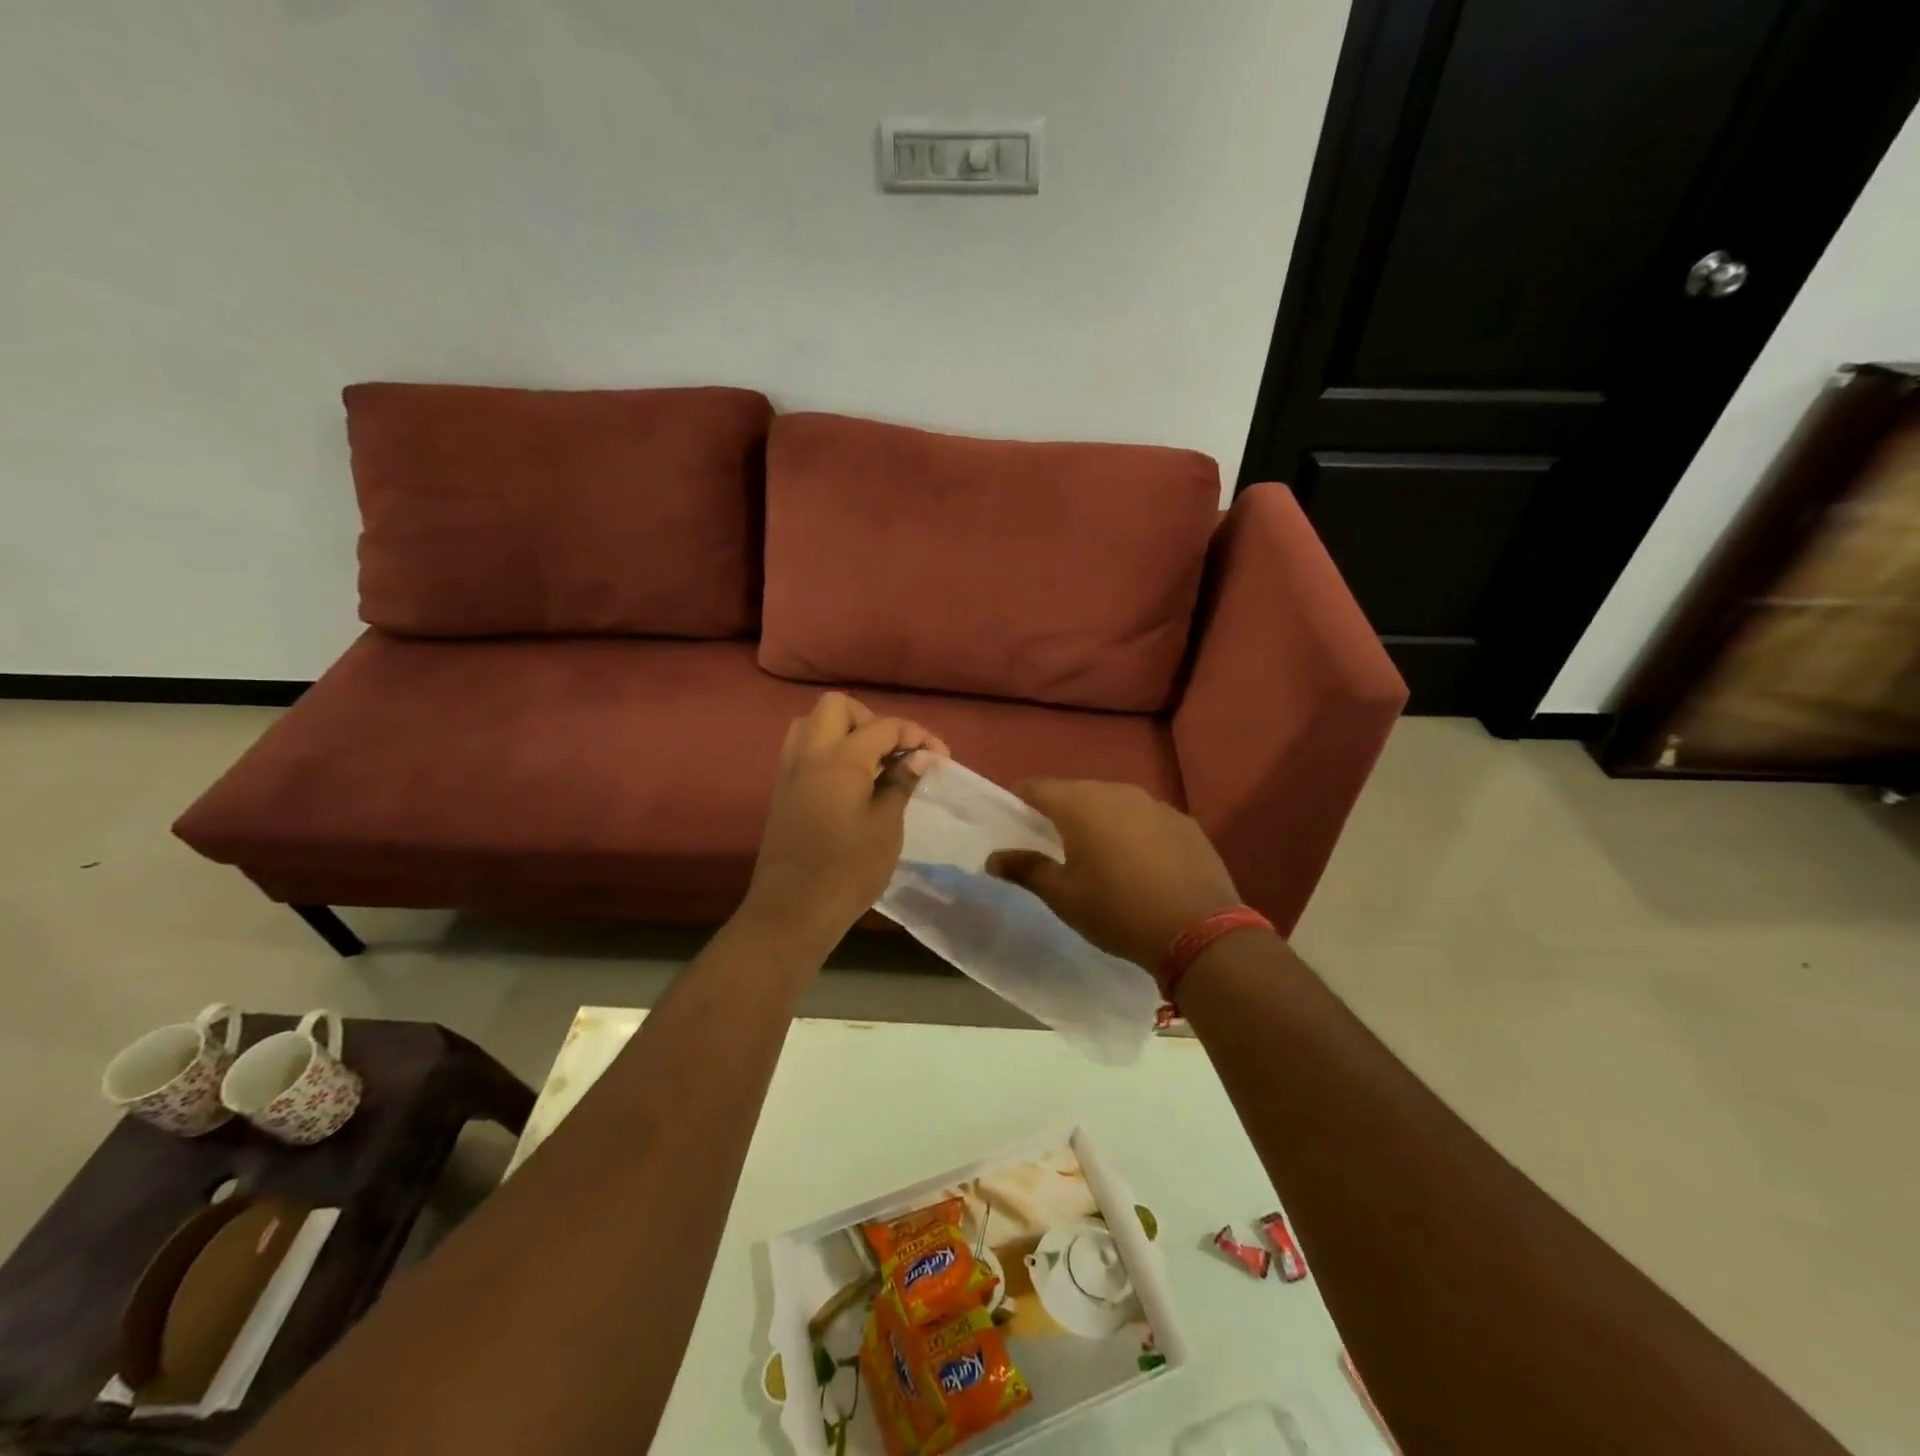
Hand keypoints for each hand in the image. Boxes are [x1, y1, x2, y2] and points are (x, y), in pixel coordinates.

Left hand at [742, 692, 948, 945]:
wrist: (792, 911)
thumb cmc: (848, 869)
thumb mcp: (886, 826)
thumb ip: (900, 783)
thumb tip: (918, 757)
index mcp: (840, 759)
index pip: (884, 726)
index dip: (917, 735)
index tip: (941, 756)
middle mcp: (810, 754)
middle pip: (837, 706)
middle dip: (871, 720)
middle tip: (893, 753)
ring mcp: (790, 771)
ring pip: (812, 724)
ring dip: (843, 731)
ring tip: (869, 763)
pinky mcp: (782, 791)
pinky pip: (802, 749)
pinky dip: (826, 750)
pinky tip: (849, 782)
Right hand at [985, 780, 1244, 969]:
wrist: (1198, 930)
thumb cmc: (1117, 911)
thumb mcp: (1063, 896)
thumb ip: (1026, 870)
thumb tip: (992, 858)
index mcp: (1081, 804)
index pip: (1038, 787)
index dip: (1021, 799)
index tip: (1014, 819)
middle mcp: (1118, 792)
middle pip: (1078, 793)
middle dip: (1062, 812)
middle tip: (1054, 844)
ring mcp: (1156, 804)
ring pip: (1114, 804)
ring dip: (1101, 821)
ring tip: (1099, 856)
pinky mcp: (1185, 822)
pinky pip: (1146, 819)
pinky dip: (1135, 833)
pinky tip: (1141, 865)